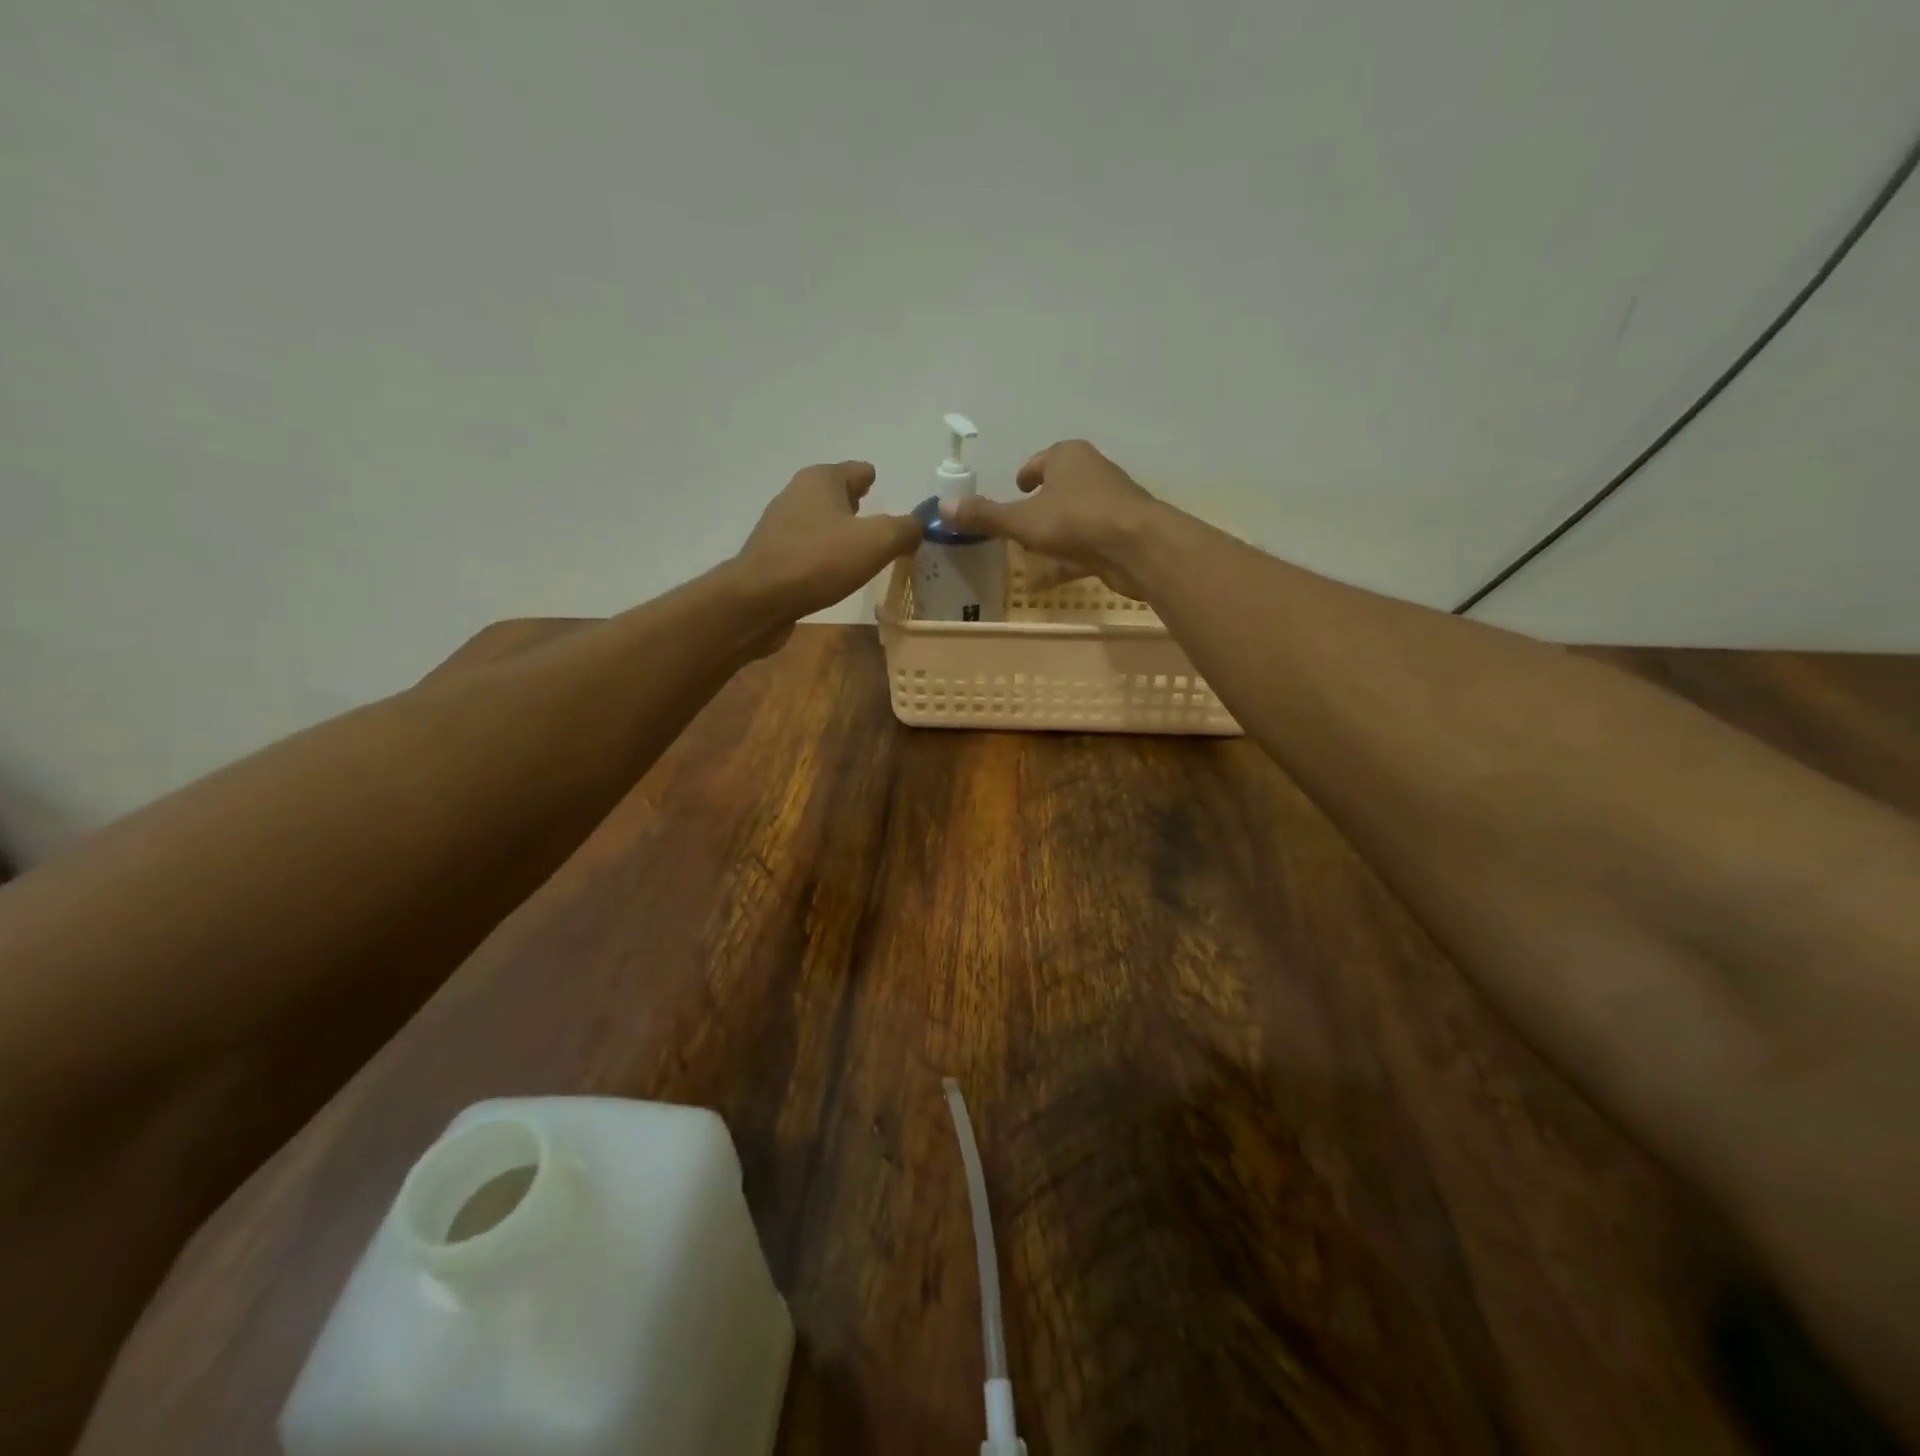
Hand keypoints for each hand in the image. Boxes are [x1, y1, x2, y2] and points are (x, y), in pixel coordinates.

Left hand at [735, 460, 920, 627]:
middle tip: (878, 519)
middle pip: (835, 493)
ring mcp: (780, 525)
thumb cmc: (820, 561)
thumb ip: (905, 529)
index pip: (857, 470)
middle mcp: (797, 494)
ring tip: (860, 547)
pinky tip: (834, 570)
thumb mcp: (877, 542)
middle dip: (856, 503)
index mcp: (822, 479)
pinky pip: (808, 547)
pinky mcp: (772, 555)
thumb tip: (918, 525)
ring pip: (820, 520)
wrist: (759, 600)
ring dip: (838, 530)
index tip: (886, 490)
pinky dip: (823, 553)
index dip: (873, 479)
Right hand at [936, 439, 1160, 599]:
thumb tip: (943, 507)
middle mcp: (1092, 474)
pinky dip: (1065, 563)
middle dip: (1040, 506)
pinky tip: (1043, 583)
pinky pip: (1084, 548)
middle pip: (1060, 489)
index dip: (1026, 475)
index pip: (1043, 460)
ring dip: (1053, 535)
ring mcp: (1109, 507)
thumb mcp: (1022, 520)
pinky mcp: (1118, 537)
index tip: (1016, 489)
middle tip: (1018, 523)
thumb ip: (985, 516)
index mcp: (1069, 457)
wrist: (1138, 547)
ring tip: (1029, 553)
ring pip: (1073, 519)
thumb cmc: (1076, 521)